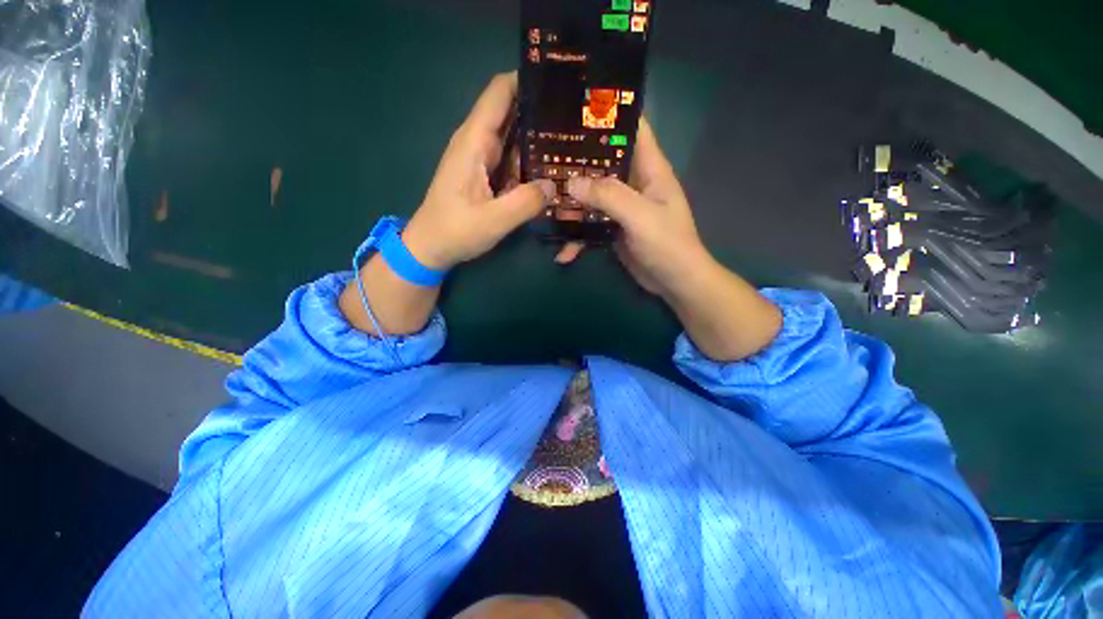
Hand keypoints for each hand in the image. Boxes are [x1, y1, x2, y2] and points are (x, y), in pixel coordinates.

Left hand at [403, 72, 554, 269]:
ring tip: (573, 140)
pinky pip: (512, 158)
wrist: (430, 247)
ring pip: (514, 136)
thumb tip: (554, 185)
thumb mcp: (493, 220)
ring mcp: (481, 158)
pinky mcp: (485, 173)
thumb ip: (526, 202)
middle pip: (512, 111)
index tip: (560, 82)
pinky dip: (530, 158)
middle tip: (577, 118)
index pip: (500, 92)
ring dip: (539, 136)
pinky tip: (551, 167)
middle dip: (541, 109)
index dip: (527, 79)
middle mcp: (477, 142)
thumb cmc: (455, 231)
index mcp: (475, 141)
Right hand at [566, 118, 781, 360]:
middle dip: (576, 162)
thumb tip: (572, 182)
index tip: (575, 107)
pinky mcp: (613, 229)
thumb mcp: (640, 216)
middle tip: (544, 157)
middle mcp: (633, 183)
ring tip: (545, 207)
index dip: (608, 114)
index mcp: (648, 169)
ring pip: (591, 196)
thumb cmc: (668, 245)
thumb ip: (609, 196)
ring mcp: (621, 207)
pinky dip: (577, 237)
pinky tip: (563, 253)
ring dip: (571, 204)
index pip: (632, 128)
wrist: (674, 282)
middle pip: (602, 163)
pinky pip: (590, 225)